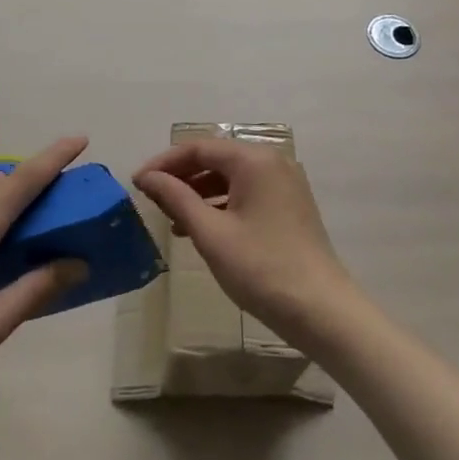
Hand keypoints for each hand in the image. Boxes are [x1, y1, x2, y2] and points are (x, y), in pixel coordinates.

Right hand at [133, 138, 353, 342]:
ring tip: (170, 218)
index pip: (198, 148)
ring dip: (198, 192)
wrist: (322, 311)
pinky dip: (221, 204)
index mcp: (254, 160)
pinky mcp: (289, 205)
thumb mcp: (211, 233)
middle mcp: (272, 161)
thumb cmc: (261, 268)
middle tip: (151, 199)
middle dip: (180, 177)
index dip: (164, 163)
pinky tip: (200, 228)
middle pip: (215, 158)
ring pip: (230, 177)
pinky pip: (246, 192)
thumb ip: (176, 198)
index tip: (137, 183)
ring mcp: (284, 183)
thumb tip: (147, 177)